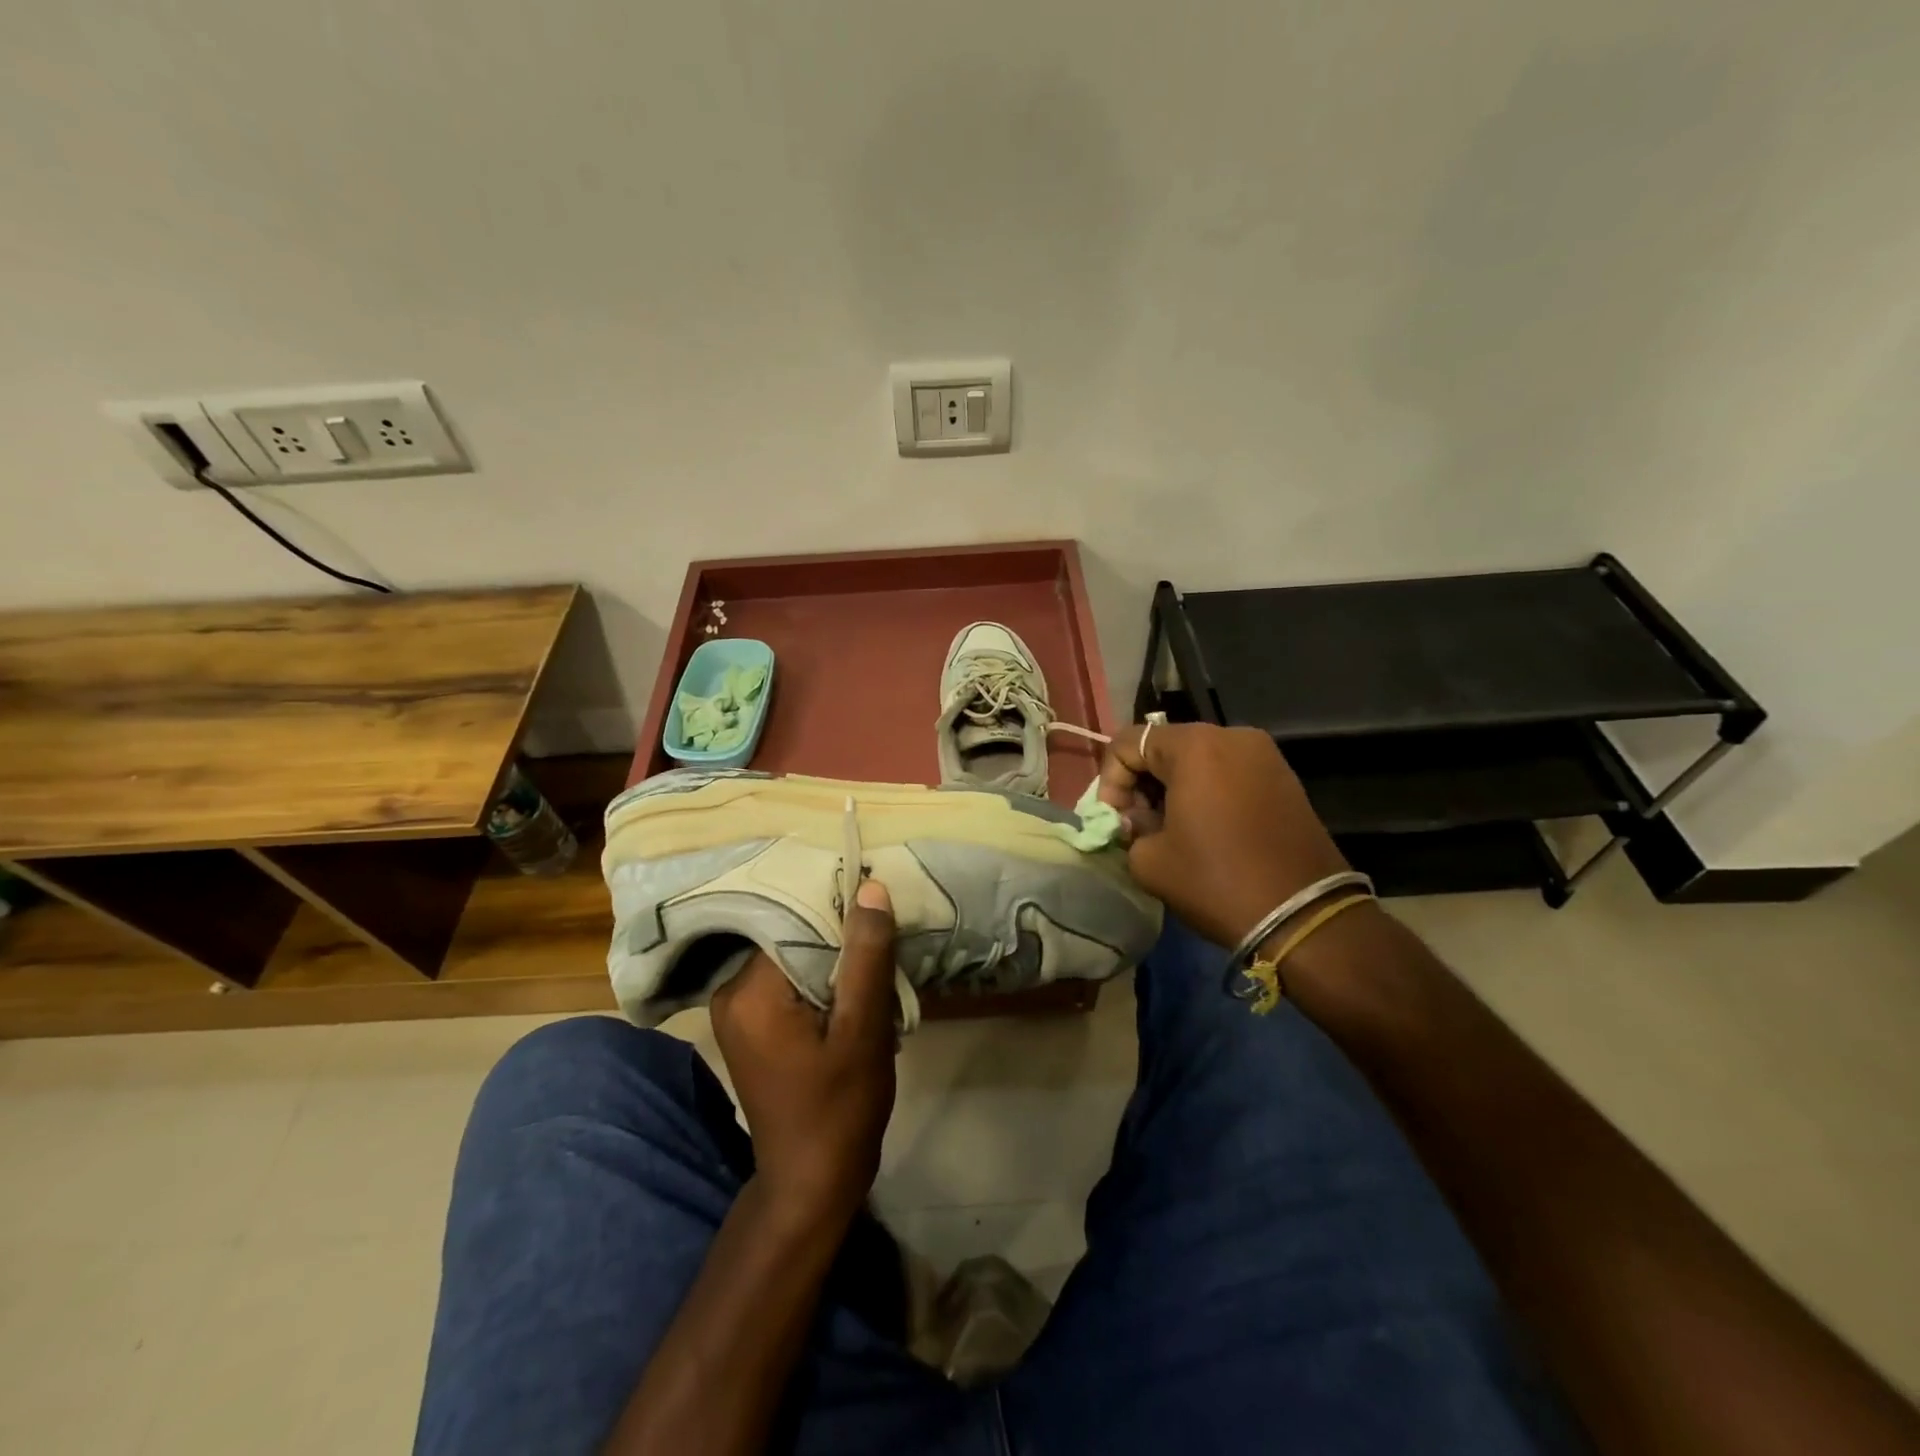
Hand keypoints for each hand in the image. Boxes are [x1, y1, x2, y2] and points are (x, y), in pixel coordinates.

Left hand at [708, 879, 897, 1225]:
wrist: (812, 1183)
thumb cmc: (840, 1109)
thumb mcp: (864, 1029)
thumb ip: (866, 957)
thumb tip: (871, 889)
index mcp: (750, 991)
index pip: (797, 921)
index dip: (842, 914)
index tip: (881, 913)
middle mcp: (732, 992)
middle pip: (794, 937)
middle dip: (841, 940)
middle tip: (885, 944)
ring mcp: (738, 1010)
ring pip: (796, 957)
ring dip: (837, 962)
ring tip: (875, 969)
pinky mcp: (752, 1025)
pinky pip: (791, 981)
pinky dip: (823, 982)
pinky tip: (854, 994)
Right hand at [1098, 723, 1348, 948]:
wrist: (1304, 916)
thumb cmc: (1216, 881)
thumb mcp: (1150, 861)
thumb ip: (1130, 828)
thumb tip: (1137, 820)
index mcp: (1194, 746)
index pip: (1128, 743)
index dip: (1110, 781)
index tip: (1115, 821)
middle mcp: (1230, 735)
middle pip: (1164, 746)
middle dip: (1141, 783)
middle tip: (1137, 825)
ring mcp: (1263, 754)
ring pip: (1197, 759)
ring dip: (1172, 787)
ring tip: (1169, 829)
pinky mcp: (1283, 777)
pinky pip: (1227, 772)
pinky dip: (1205, 791)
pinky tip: (1203, 829)